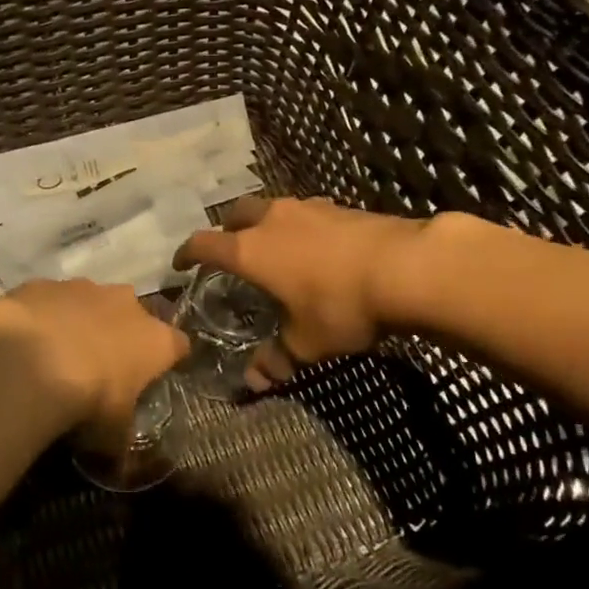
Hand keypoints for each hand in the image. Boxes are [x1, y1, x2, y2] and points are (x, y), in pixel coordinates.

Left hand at [0, 280, 189, 436]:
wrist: (27, 360)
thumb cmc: (87, 401)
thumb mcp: (110, 437)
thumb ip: (120, 445)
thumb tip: (122, 470)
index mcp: (155, 340)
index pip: (179, 345)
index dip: (169, 360)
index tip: (157, 376)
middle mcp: (126, 304)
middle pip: (135, 315)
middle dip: (123, 334)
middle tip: (103, 364)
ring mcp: (84, 288)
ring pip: (91, 302)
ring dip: (82, 321)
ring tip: (59, 352)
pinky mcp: (45, 284)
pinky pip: (51, 300)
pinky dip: (45, 316)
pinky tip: (28, 340)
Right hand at [174, 197, 422, 388]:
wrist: (407, 268)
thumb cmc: (342, 305)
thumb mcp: (307, 342)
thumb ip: (277, 357)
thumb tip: (255, 381)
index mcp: (250, 250)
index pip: (203, 244)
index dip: (187, 253)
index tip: (180, 264)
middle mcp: (271, 221)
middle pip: (235, 214)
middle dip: (226, 231)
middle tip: (229, 252)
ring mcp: (306, 208)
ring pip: (271, 209)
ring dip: (264, 225)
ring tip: (273, 248)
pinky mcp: (338, 206)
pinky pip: (304, 212)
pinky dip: (298, 226)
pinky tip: (314, 247)